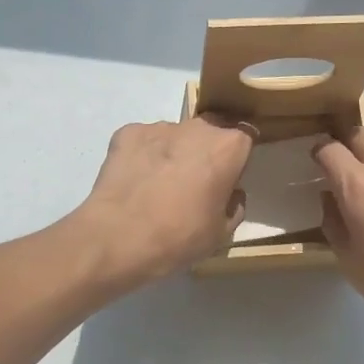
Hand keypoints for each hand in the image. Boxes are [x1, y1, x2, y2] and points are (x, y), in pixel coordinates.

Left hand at [75, 116, 254, 286]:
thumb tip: (232, 193)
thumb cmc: (180, 236)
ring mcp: (159, 127)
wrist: (119, 237)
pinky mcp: (127, 132)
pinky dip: (143, 155)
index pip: (245, 138)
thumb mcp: (222, 233)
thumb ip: (235, 205)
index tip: (228, 177)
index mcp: (227, 147)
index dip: (237, 158)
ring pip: (175, 136)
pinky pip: (143, 141)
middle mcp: (197, 127)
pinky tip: (135, 181)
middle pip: (210, 132)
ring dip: (174, 153)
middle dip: (206, 151)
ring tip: (157, 186)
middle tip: (195, 183)